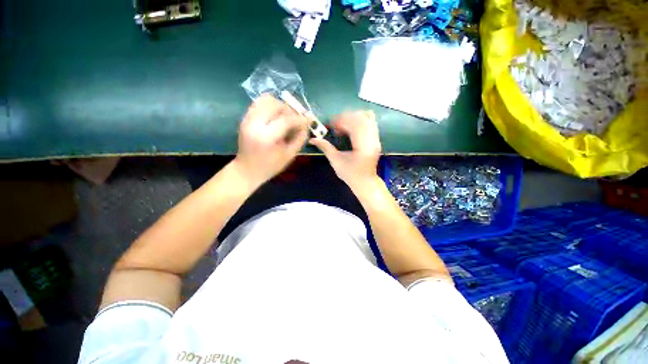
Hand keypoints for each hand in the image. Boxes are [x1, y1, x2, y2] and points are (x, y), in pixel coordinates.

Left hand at [234, 94, 308, 185]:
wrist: (246, 169)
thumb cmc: (270, 166)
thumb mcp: (289, 156)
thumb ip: (299, 139)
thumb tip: (306, 126)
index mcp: (266, 137)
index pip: (286, 120)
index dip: (300, 119)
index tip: (309, 120)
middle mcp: (255, 124)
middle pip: (275, 104)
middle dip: (289, 110)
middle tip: (295, 120)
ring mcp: (247, 119)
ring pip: (265, 100)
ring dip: (279, 106)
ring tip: (285, 117)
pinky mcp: (245, 118)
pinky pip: (259, 104)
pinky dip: (270, 106)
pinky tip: (276, 117)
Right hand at [309, 111, 381, 190]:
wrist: (365, 182)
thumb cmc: (350, 174)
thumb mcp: (336, 162)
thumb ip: (326, 148)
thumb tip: (313, 139)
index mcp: (362, 147)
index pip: (354, 125)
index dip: (342, 121)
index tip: (332, 126)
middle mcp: (372, 140)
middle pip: (361, 118)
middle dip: (346, 117)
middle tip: (336, 125)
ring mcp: (376, 139)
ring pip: (368, 117)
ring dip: (353, 117)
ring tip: (344, 125)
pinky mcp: (376, 139)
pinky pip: (371, 122)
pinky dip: (360, 120)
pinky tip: (352, 127)